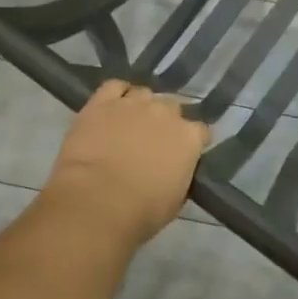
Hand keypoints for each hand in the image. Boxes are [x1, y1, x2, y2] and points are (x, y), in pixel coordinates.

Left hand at [42, 80, 207, 246]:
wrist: (96, 201)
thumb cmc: (141, 212)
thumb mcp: (175, 200)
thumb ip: (180, 175)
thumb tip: (175, 170)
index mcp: (188, 137)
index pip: (201, 131)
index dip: (193, 142)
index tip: (185, 154)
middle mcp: (165, 112)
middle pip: (173, 107)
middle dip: (166, 121)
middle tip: (154, 141)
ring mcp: (133, 103)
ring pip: (144, 94)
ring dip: (141, 107)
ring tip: (131, 123)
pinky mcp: (102, 102)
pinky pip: (114, 86)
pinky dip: (116, 93)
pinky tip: (113, 106)